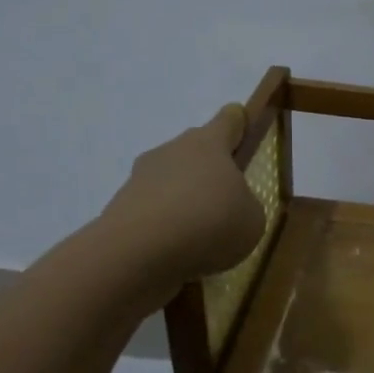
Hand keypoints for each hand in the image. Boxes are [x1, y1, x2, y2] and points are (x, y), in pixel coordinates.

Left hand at [98, 104, 265, 292]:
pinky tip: (177, 249)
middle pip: (196, 149)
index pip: (228, 119)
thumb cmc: (210, 223)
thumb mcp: (252, 219)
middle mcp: (173, 151)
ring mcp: (141, 177)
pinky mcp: (121, 205)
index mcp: (209, 143)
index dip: (239, 122)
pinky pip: (153, 208)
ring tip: (201, 232)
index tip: (243, 126)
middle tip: (227, 196)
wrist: (138, 252)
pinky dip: (165, 223)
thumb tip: (231, 205)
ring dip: (185, 197)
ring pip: (172, 179)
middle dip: (211, 168)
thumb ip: (246, 205)